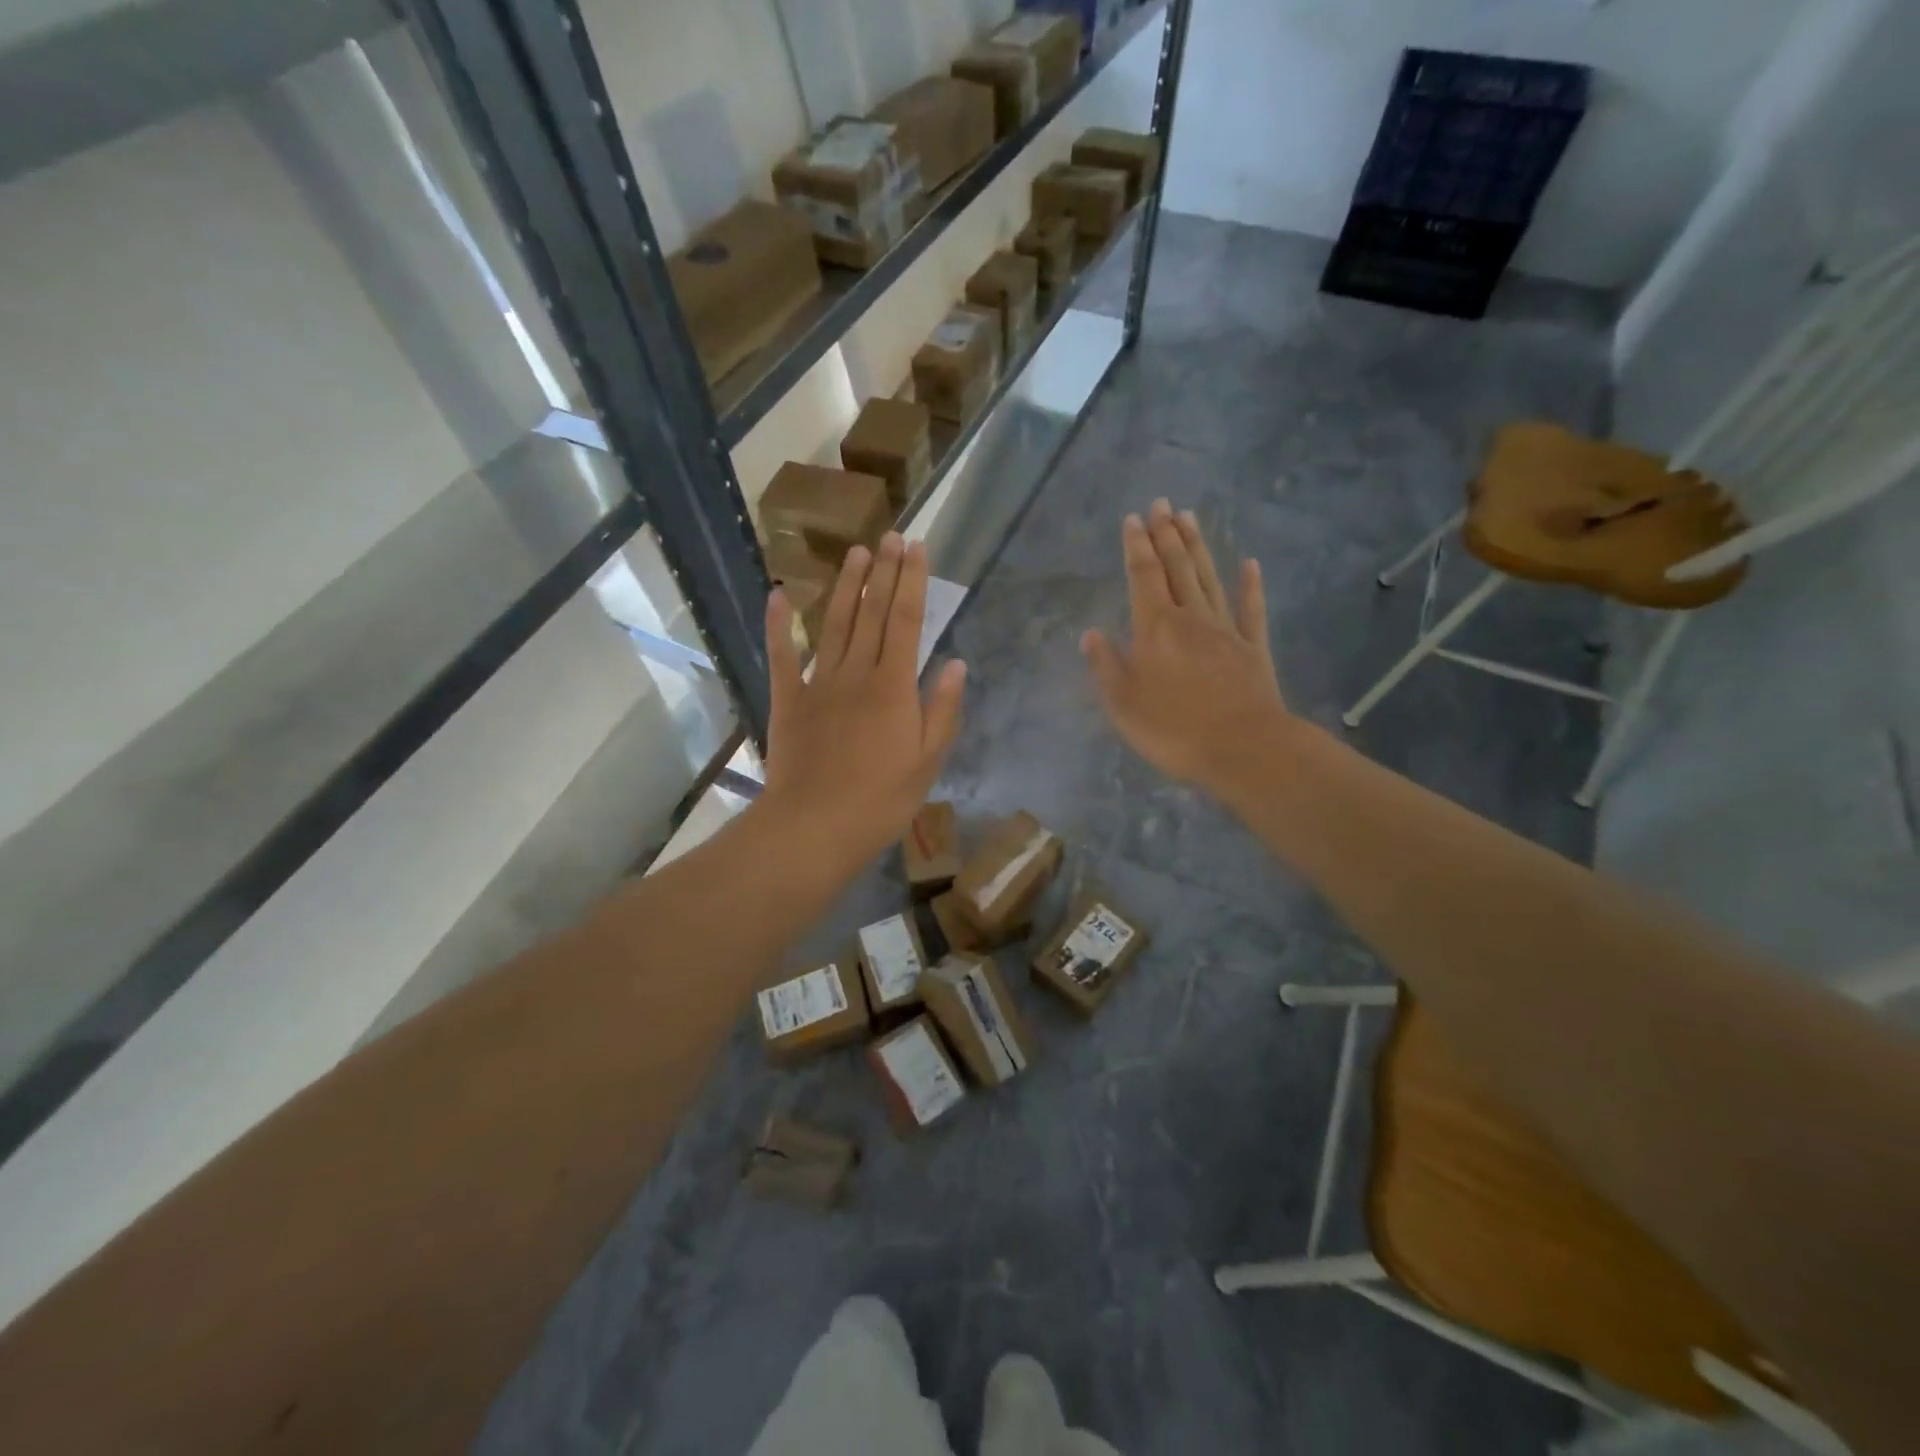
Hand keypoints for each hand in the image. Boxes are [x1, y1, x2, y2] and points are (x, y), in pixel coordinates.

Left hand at [760, 533, 967, 871]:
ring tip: (856, 553)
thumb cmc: (880, 801)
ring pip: (835, 624)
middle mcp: (856, 673)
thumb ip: (942, 710)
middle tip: (891, 535)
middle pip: (873, 613)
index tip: (917, 548)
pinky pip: (781, 655)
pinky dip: (779, 624)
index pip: (908, 622)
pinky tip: (779, 595)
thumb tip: (957, 663)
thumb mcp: (927, 761)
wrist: (814, 827)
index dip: (913, 582)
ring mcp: (818, 683)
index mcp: (894, 687)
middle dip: (884, 572)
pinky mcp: (787, 700)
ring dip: (847, 586)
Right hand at [1082, 498, 1290, 797]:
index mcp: (1155, 629)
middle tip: (1162, 503)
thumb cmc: (1174, 729)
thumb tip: (1090, 634)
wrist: (1244, 748)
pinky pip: (1251, 610)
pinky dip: (1250, 585)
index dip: (1136, 546)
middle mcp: (1190, 619)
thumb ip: (1105, 666)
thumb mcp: (1123, 704)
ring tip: (1189, 517)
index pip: (1143, 577)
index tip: (1133, 518)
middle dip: (1167, 534)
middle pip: (1177, 568)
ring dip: (1198, 547)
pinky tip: (1250, 564)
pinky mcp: (1253, 649)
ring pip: (1208, 579)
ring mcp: (1226, 631)